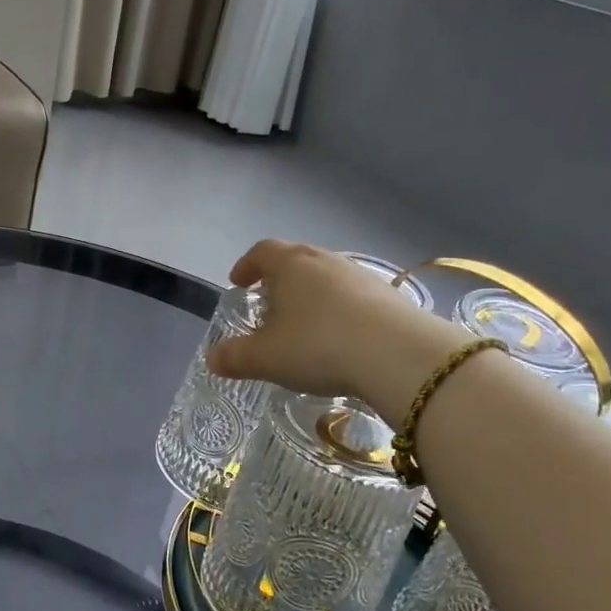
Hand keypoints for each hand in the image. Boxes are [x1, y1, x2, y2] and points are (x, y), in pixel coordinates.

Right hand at [207, 240, 466, 421]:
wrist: (399, 356)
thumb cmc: (318, 347)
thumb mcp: (266, 358)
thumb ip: (235, 357)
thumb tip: (212, 359)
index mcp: (291, 265)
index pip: (262, 251)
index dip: (247, 265)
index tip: (238, 283)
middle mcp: (326, 261)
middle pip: (296, 260)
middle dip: (278, 280)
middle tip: (268, 304)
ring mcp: (361, 276)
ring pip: (326, 278)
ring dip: (310, 295)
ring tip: (303, 326)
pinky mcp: (389, 297)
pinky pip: (353, 297)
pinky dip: (338, 311)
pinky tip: (338, 339)